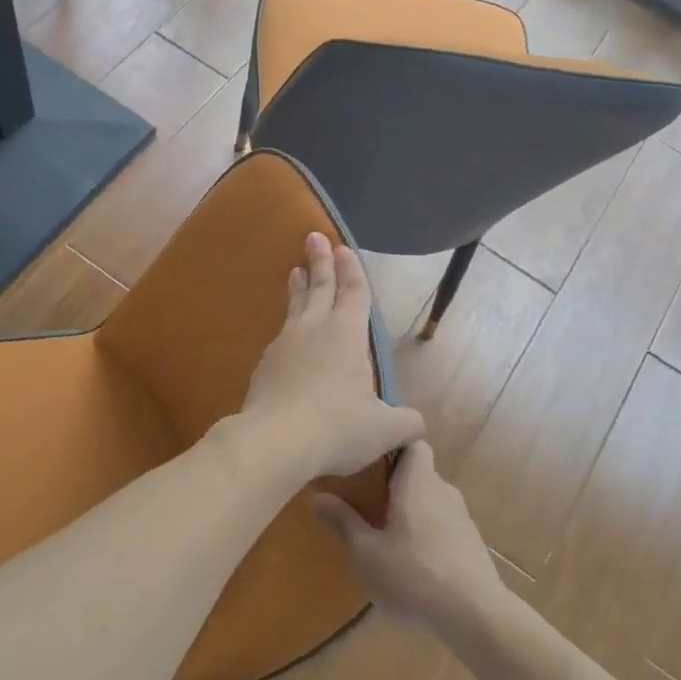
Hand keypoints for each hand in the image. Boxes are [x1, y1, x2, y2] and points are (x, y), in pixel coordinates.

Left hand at [238, 232, 423, 478]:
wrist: (275, 441)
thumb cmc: (338, 427)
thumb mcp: (384, 429)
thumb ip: (405, 423)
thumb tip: (416, 424)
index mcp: (346, 334)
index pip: (353, 293)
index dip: (351, 270)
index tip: (343, 248)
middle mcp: (314, 330)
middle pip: (319, 288)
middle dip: (320, 262)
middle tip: (314, 238)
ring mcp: (284, 346)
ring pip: (294, 308)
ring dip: (298, 288)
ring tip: (294, 272)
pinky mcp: (264, 367)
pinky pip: (280, 337)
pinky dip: (286, 326)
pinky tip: (285, 335)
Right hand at [315, 441, 504, 636]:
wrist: (475, 616)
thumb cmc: (413, 575)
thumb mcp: (366, 552)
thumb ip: (343, 521)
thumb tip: (317, 495)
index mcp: (418, 482)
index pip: (412, 442)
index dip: (392, 444)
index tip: (367, 457)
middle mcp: (443, 491)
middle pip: (419, 472)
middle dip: (393, 482)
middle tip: (363, 497)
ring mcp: (461, 518)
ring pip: (430, 500)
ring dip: (409, 509)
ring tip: (382, 529)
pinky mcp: (470, 543)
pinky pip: (442, 523)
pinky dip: (425, 530)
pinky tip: (410, 558)